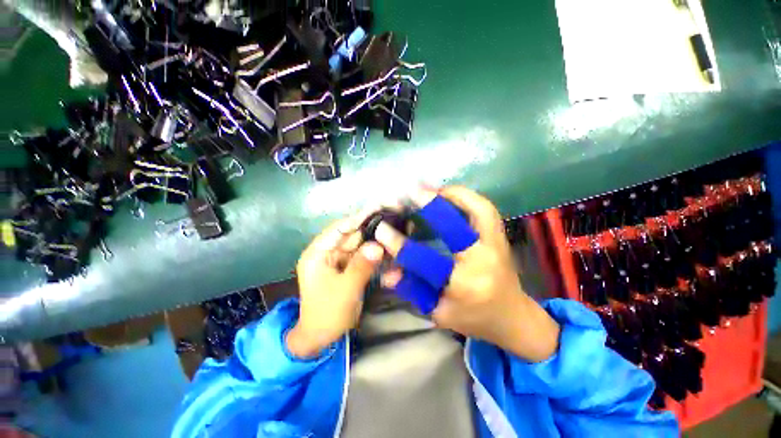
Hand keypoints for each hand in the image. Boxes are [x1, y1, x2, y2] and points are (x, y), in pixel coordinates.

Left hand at [286, 211, 384, 358]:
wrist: (321, 338)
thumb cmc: (327, 314)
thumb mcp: (345, 290)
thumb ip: (361, 266)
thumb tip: (378, 245)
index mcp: (318, 253)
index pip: (339, 228)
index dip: (359, 219)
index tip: (379, 210)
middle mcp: (329, 252)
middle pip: (353, 236)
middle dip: (372, 230)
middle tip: (393, 220)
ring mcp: (340, 260)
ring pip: (361, 246)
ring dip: (377, 242)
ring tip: (396, 233)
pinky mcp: (349, 268)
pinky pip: (364, 258)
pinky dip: (376, 256)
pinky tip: (391, 253)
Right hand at [376, 186, 560, 361]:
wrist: (512, 316)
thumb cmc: (473, 318)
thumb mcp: (438, 312)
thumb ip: (413, 289)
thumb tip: (387, 272)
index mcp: (463, 285)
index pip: (426, 261)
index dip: (400, 245)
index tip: (381, 229)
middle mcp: (482, 261)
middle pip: (456, 227)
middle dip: (431, 206)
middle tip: (410, 192)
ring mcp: (497, 245)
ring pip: (479, 210)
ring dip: (454, 194)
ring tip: (431, 189)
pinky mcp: (501, 237)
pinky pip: (485, 209)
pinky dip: (467, 197)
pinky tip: (449, 194)